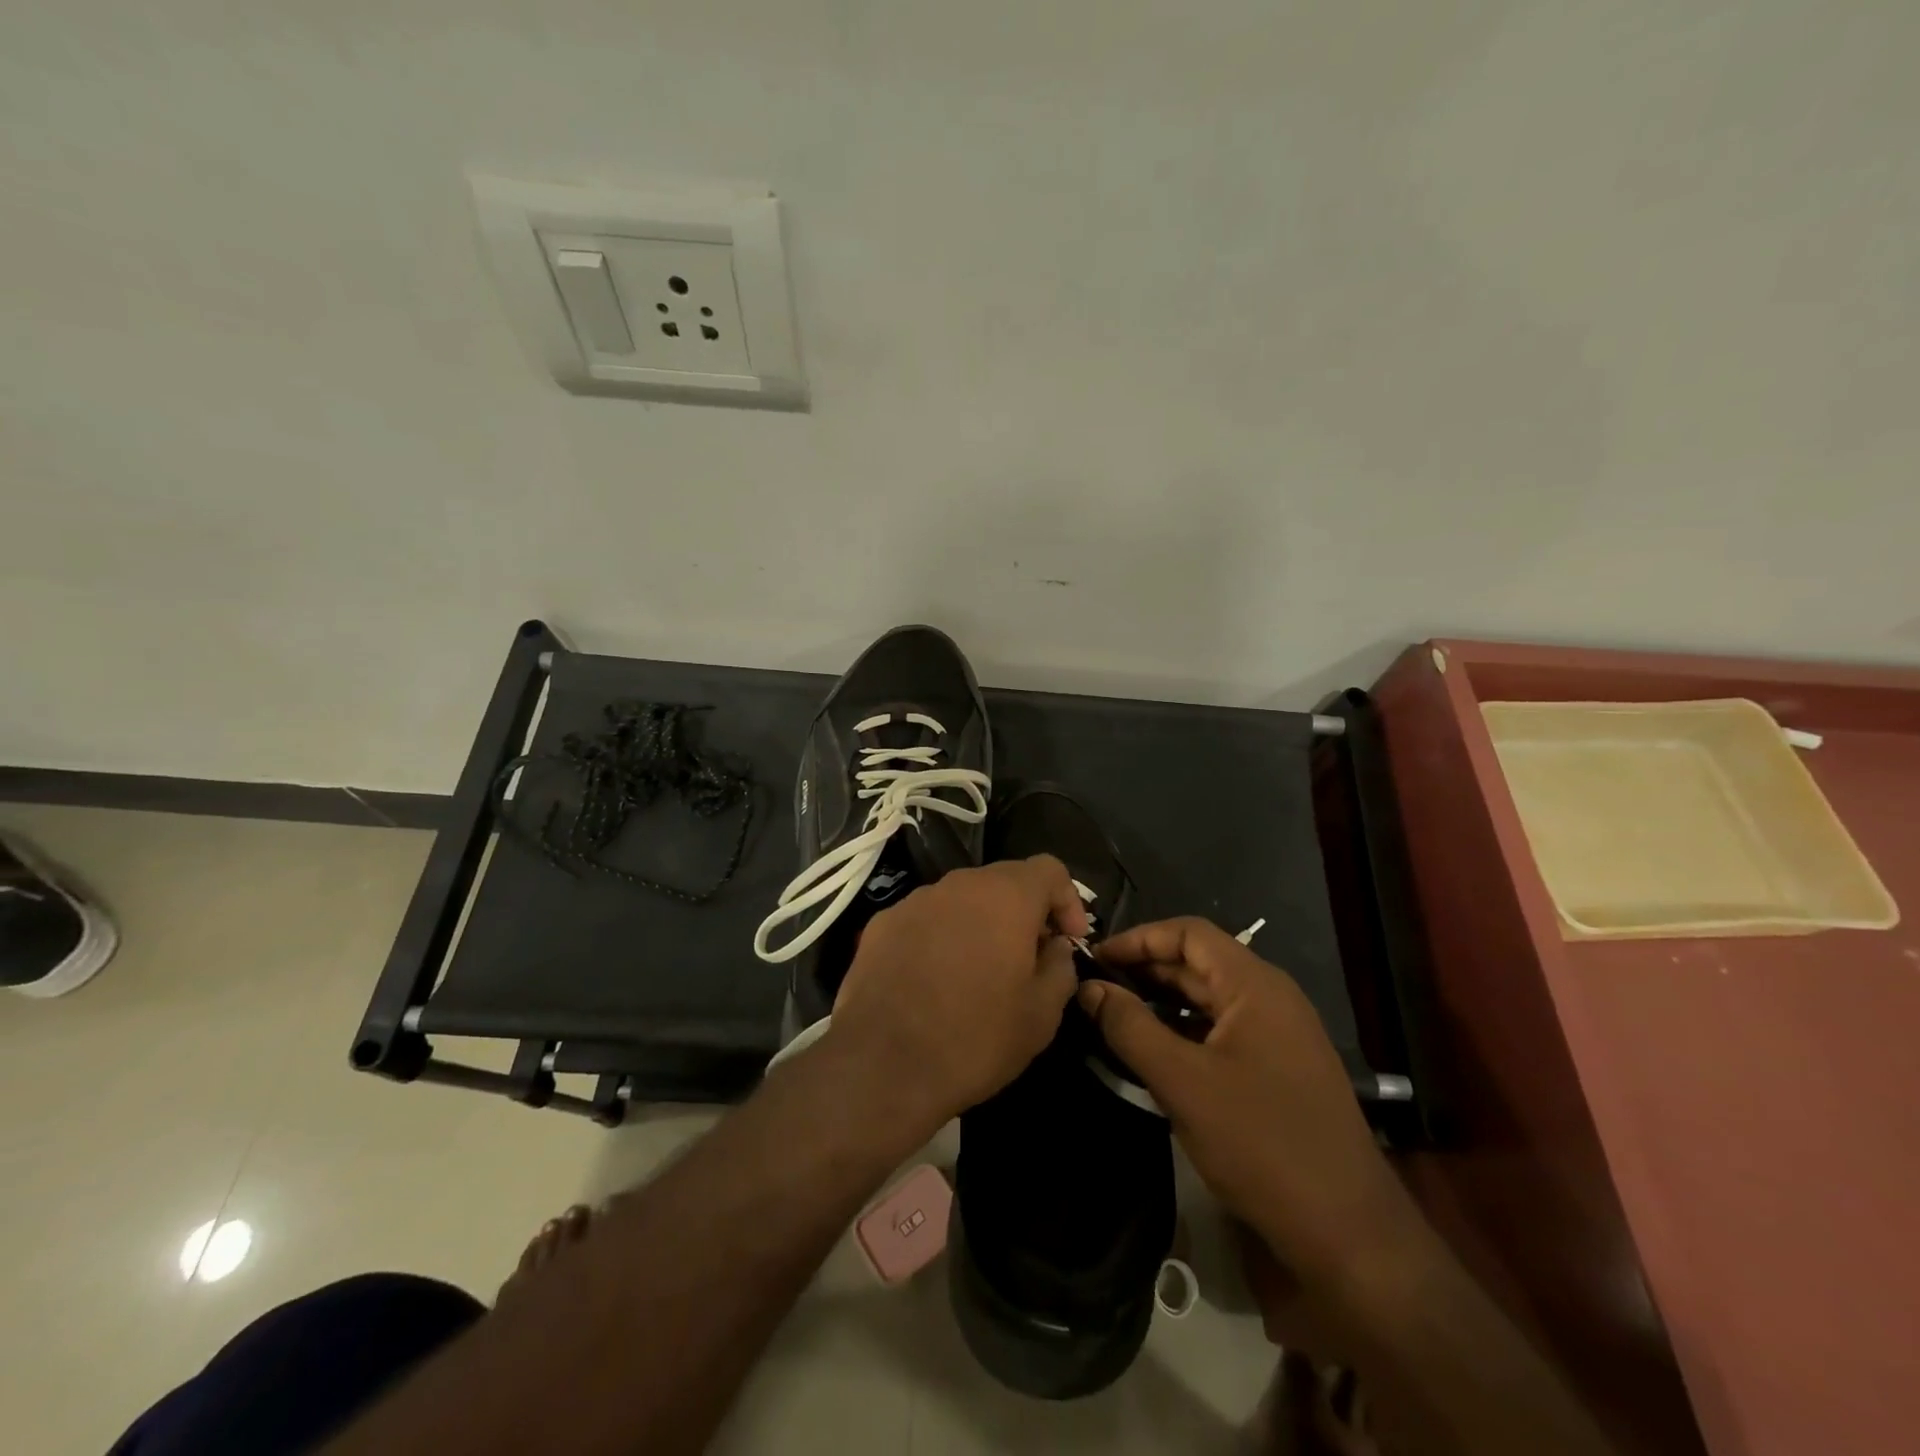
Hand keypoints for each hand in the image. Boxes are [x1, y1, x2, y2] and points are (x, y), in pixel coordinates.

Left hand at [827, 855, 1086, 1129]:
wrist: (882, 1065)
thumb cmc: (975, 1038)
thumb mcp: (1042, 1014)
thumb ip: (1061, 967)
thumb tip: (1054, 947)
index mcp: (1005, 896)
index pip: (1049, 869)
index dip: (1068, 900)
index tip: (1069, 941)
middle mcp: (959, 885)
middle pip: (1003, 881)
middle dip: (1024, 913)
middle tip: (1030, 959)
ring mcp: (915, 901)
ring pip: (962, 900)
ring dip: (981, 925)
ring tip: (980, 973)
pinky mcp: (881, 924)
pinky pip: (926, 919)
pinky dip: (941, 938)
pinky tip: (935, 981)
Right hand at [1081, 918, 1417, 1291]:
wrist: (1348, 1231)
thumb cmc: (1260, 1142)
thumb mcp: (1182, 1082)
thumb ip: (1130, 1027)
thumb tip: (1089, 988)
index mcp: (1254, 985)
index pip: (1188, 933)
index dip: (1139, 938)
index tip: (1095, 957)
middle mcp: (1270, 997)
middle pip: (1198, 962)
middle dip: (1145, 969)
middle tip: (1095, 986)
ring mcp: (1279, 1034)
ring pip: (1209, 998)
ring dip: (1162, 1001)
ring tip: (1114, 1015)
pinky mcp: (1278, 1068)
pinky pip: (1222, 1030)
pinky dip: (1184, 1030)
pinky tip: (1153, 1051)